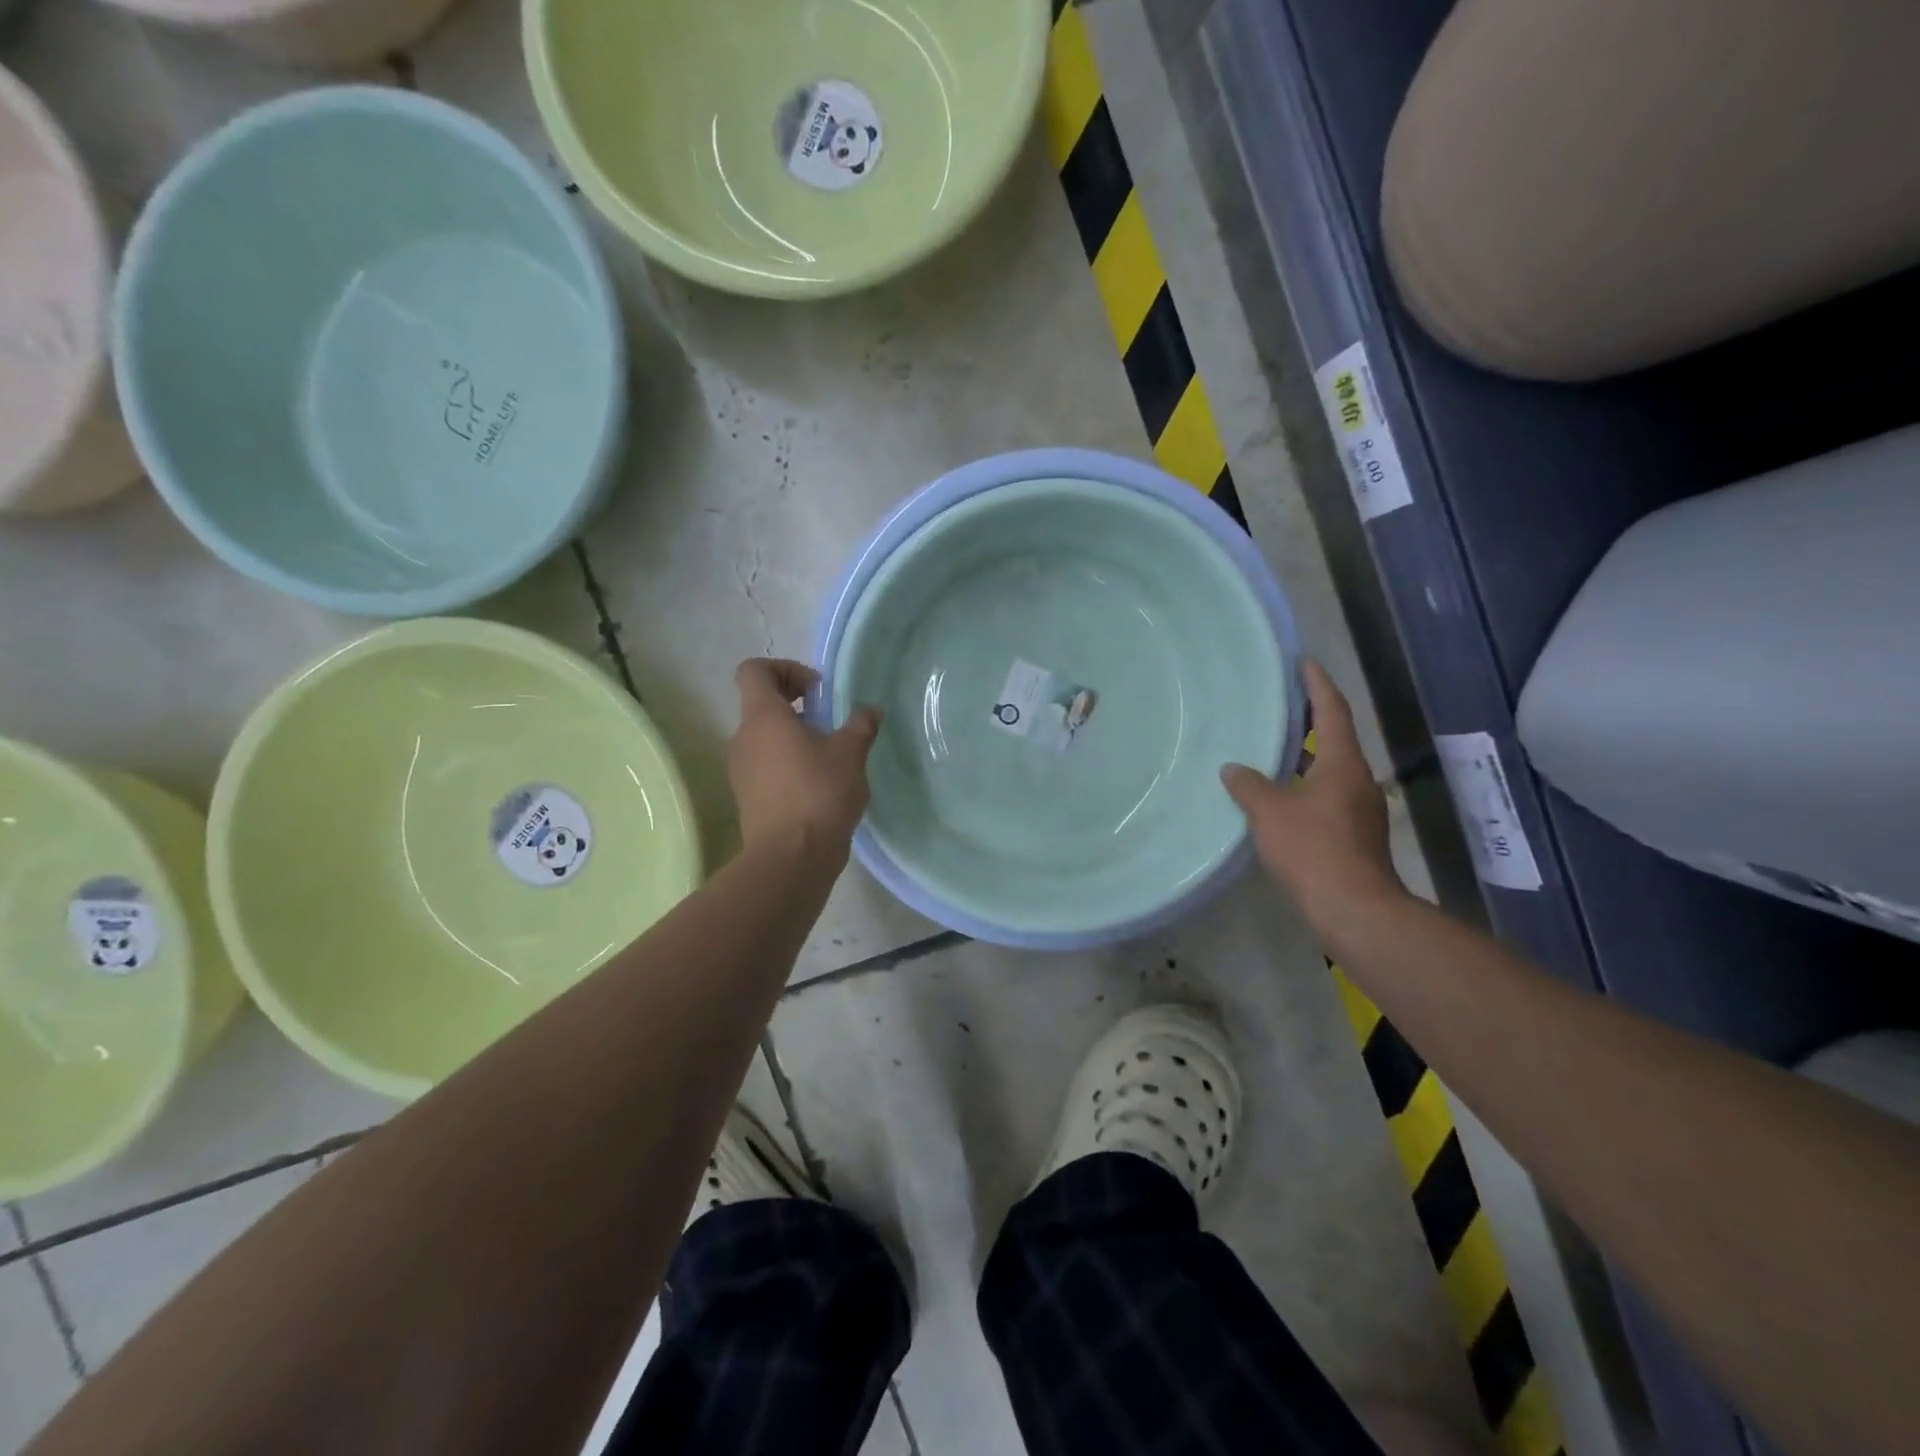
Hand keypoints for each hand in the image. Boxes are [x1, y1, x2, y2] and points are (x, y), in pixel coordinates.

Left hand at [729, 659, 882, 854]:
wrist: (790, 858)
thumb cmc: (819, 794)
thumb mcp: (850, 754)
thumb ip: (860, 725)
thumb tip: (870, 710)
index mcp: (763, 717)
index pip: (754, 671)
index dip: (785, 669)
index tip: (816, 690)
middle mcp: (744, 738)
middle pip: (760, 703)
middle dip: (795, 703)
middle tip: (828, 719)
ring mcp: (741, 770)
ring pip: (764, 737)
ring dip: (793, 735)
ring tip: (829, 754)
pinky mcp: (748, 797)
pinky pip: (765, 765)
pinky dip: (788, 762)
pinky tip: (819, 783)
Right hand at [1221, 659, 1404, 927]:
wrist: (1353, 908)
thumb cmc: (1313, 848)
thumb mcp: (1269, 812)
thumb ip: (1249, 785)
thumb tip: (1232, 769)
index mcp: (1342, 764)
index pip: (1332, 711)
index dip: (1318, 684)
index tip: (1304, 662)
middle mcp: (1358, 780)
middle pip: (1335, 738)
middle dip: (1312, 718)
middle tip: (1282, 701)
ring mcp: (1360, 808)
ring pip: (1331, 769)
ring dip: (1307, 754)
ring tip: (1276, 746)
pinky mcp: (1354, 833)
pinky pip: (1327, 794)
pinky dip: (1306, 784)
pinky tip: (1281, 794)